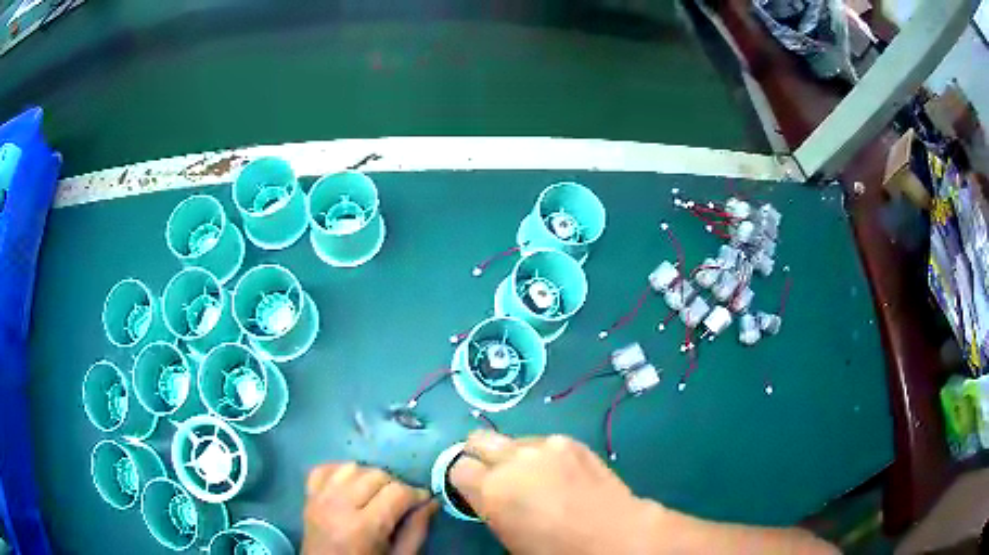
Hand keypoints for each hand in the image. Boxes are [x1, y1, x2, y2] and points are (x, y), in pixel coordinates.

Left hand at [303, 463, 437, 554]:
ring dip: (369, 477)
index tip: (423, 501)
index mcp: (363, 527)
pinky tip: (351, 485)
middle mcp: (338, 506)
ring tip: (377, 494)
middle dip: (395, 485)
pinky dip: (340, 471)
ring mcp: (319, 499)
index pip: (397, 492)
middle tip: (402, 502)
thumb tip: (431, 502)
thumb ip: (416, 531)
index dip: (416, 494)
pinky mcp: (308, 497)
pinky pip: (324, 469)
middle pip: (375, 475)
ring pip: (351, 467)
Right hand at [449, 431, 660, 554]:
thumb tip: (489, 494)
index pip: (457, 468)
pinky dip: (544, 456)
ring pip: (513, 441)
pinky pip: (544, 443)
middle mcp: (513, 460)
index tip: (474, 490)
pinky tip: (561, 474)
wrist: (612, 534)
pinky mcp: (570, 441)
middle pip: (478, 440)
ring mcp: (544, 445)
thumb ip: (491, 506)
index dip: (465, 481)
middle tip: (495, 475)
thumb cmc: (555, 549)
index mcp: (491, 489)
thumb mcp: (508, 536)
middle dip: (480, 455)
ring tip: (536, 476)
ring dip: (515, 456)